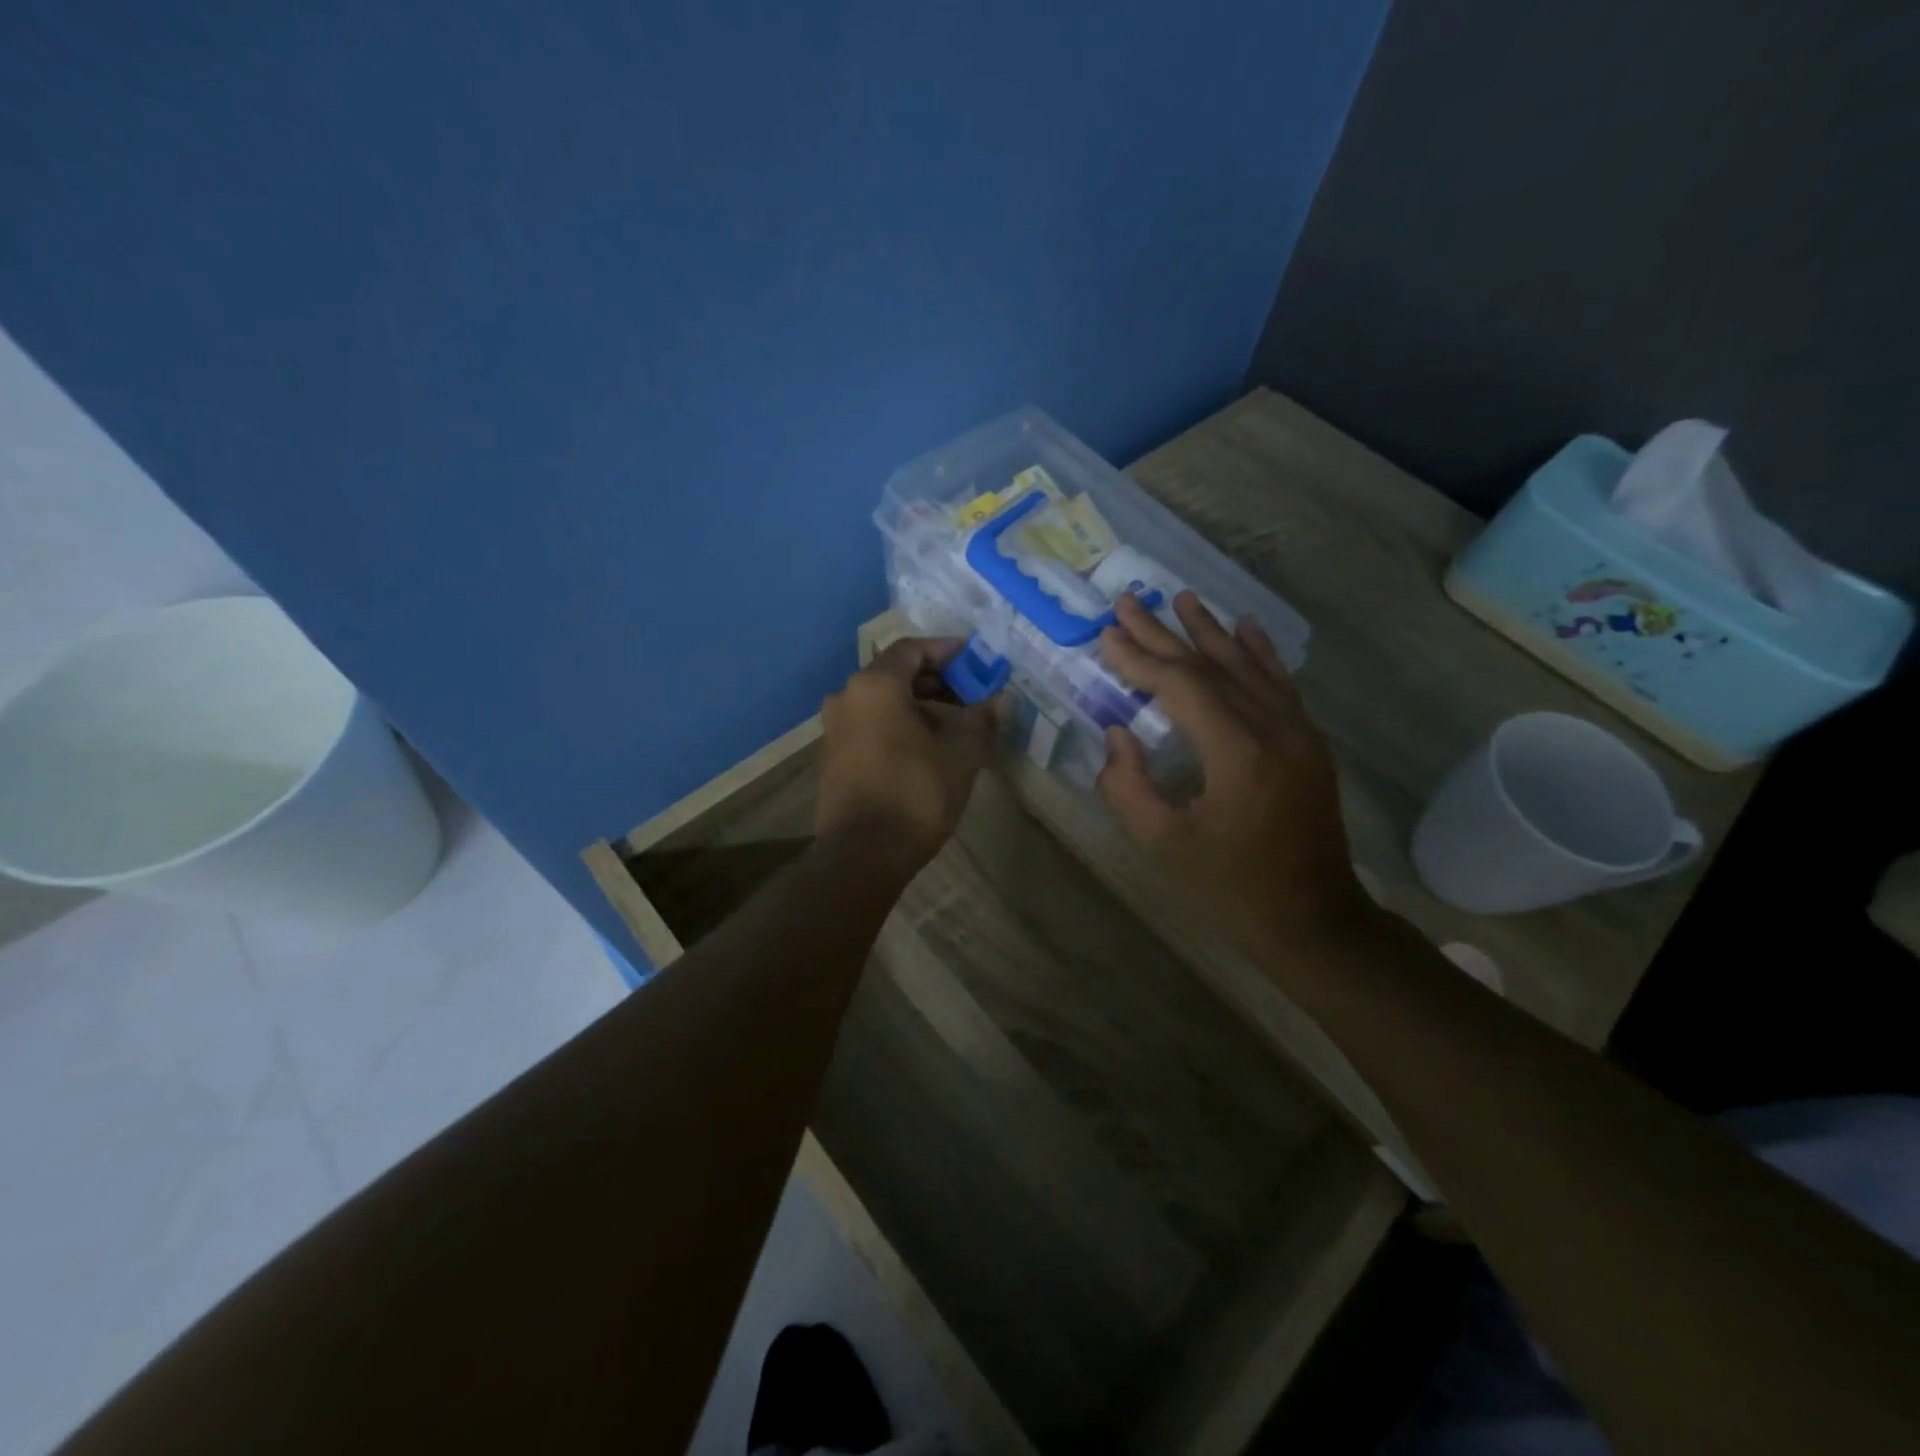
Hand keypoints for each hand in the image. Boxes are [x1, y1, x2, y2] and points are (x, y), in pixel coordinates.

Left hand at [816, 638, 997, 872]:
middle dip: (935, 679)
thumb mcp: (960, 754)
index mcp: (875, 686)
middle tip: (970, 691)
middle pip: (894, 673)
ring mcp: (834, 728)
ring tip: (953, 721)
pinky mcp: (832, 756)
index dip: (946, 650)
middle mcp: (846, 697)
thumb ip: (981, 719)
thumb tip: (1001, 700)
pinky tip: (925, 745)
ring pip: (881, 701)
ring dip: (917, 703)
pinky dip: (897, 723)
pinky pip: (869, 724)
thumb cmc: (916, 794)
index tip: (974, 658)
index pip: (912, 649)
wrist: (863, 854)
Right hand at [1097, 592, 1373, 953]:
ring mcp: (1298, 733)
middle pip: (1212, 666)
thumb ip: (1127, 786)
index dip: (1140, 659)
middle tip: (1128, 603)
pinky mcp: (1309, 743)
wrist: (1312, 918)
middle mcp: (1273, 729)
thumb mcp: (1162, 845)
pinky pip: (1281, 684)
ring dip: (1210, 631)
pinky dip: (1259, 653)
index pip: (1181, 687)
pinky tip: (1245, 627)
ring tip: (1181, 598)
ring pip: (1248, 666)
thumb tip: (1118, 733)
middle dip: (1164, 634)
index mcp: (1237, 755)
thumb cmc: (1229, 887)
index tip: (1106, 636)